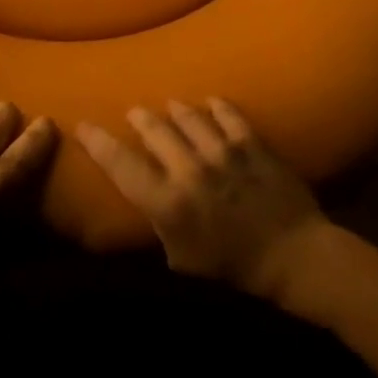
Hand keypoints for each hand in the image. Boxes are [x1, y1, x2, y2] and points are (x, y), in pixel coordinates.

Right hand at [77, 99, 327, 298]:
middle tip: (134, 113)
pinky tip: (211, 104)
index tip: (83, 125)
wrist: (295, 259)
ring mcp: (222, 152)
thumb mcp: (184, 263)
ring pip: (189, 116)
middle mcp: (189, 170)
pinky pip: (228, 115)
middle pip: (155, 130)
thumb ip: (161, 228)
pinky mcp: (251, 143)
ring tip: (170, 107)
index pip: (121, 165)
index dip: (98, 142)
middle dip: (140, 119)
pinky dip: (217, 107)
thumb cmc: (234, 273)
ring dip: (176, 110)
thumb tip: (146, 203)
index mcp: (168, 203)